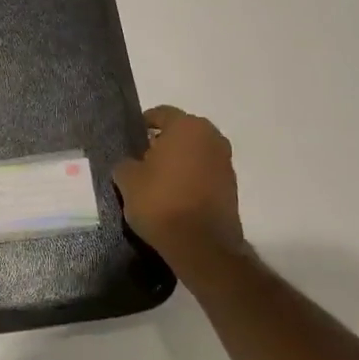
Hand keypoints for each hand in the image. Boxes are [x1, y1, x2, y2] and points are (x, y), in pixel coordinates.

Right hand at [113, 105, 246, 267]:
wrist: (201, 245)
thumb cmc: (161, 202)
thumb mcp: (127, 180)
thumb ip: (126, 163)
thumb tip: (131, 163)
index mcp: (187, 127)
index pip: (160, 114)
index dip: (142, 125)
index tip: (131, 141)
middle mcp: (212, 138)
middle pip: (181, 132)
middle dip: (162, 143)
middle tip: (142, 161)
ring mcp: (225, 162)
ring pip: (195, 152)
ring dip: (179, 161)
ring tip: (157, 181)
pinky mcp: (231, 186)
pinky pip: (204, 172)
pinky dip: (191, 178)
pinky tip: (174, 196)